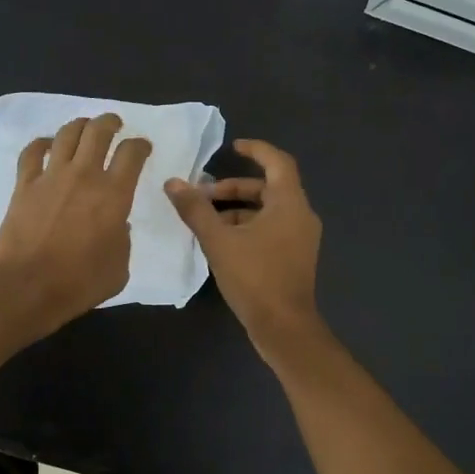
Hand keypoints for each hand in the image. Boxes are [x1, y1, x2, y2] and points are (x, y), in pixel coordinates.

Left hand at [0, 113, 151, 337]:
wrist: (28, 287)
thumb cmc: (80, 283)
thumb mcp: (119, 267)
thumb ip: (123, 239)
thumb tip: (117, 224)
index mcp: (114, 195)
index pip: (132, 154)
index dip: (140, 145)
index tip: (143, 146)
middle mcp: (84, 176)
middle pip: (98, 131)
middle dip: (110, 122)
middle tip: (114, 124)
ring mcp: (50, 177)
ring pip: (66, 134)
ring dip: (79, 125)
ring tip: (85, 128)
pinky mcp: (24, 185)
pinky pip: (31, 152)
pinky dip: (41, 143)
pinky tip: (46, 145)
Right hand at [165, 138, 325, 363]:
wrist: (283, 327)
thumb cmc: (255, 278)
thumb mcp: (219, 241)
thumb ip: (196, 210)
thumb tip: (173, 183)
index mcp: (290, 204)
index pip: (277, 162)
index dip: (256, 150)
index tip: (233, 146)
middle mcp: (301, 215)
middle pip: (269, 188)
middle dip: (235, 188)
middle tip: (204, 194)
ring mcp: (301, 238)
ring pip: (269, 211)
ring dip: (238, 210)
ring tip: (206, 220)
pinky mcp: (295, 257)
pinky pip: (272, 229)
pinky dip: (248, 227)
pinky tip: (222, 242)